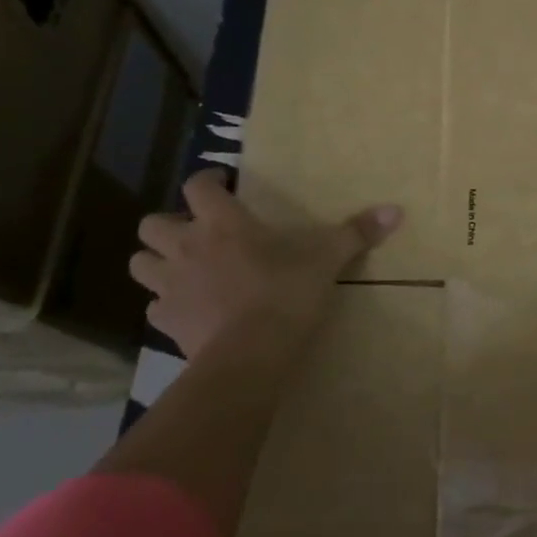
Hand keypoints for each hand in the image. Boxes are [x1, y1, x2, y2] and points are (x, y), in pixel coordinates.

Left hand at [130, 169, 402, 360]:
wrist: (249, 356)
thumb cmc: (285, 294)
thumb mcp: (326, 259)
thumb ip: (356, 233)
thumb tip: (396, 210)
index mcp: (223, 223)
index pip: (198, 186)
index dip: (208, 181)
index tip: (222, 184)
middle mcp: (187, 247)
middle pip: (153, 223)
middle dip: (169, 224)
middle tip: (197, 231)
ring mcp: (171, 286)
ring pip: (140, 263)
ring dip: (156, 261)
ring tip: (183, 268)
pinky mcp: (166, 322)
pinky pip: (154, 306)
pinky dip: (167, 303)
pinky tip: (189, 309)